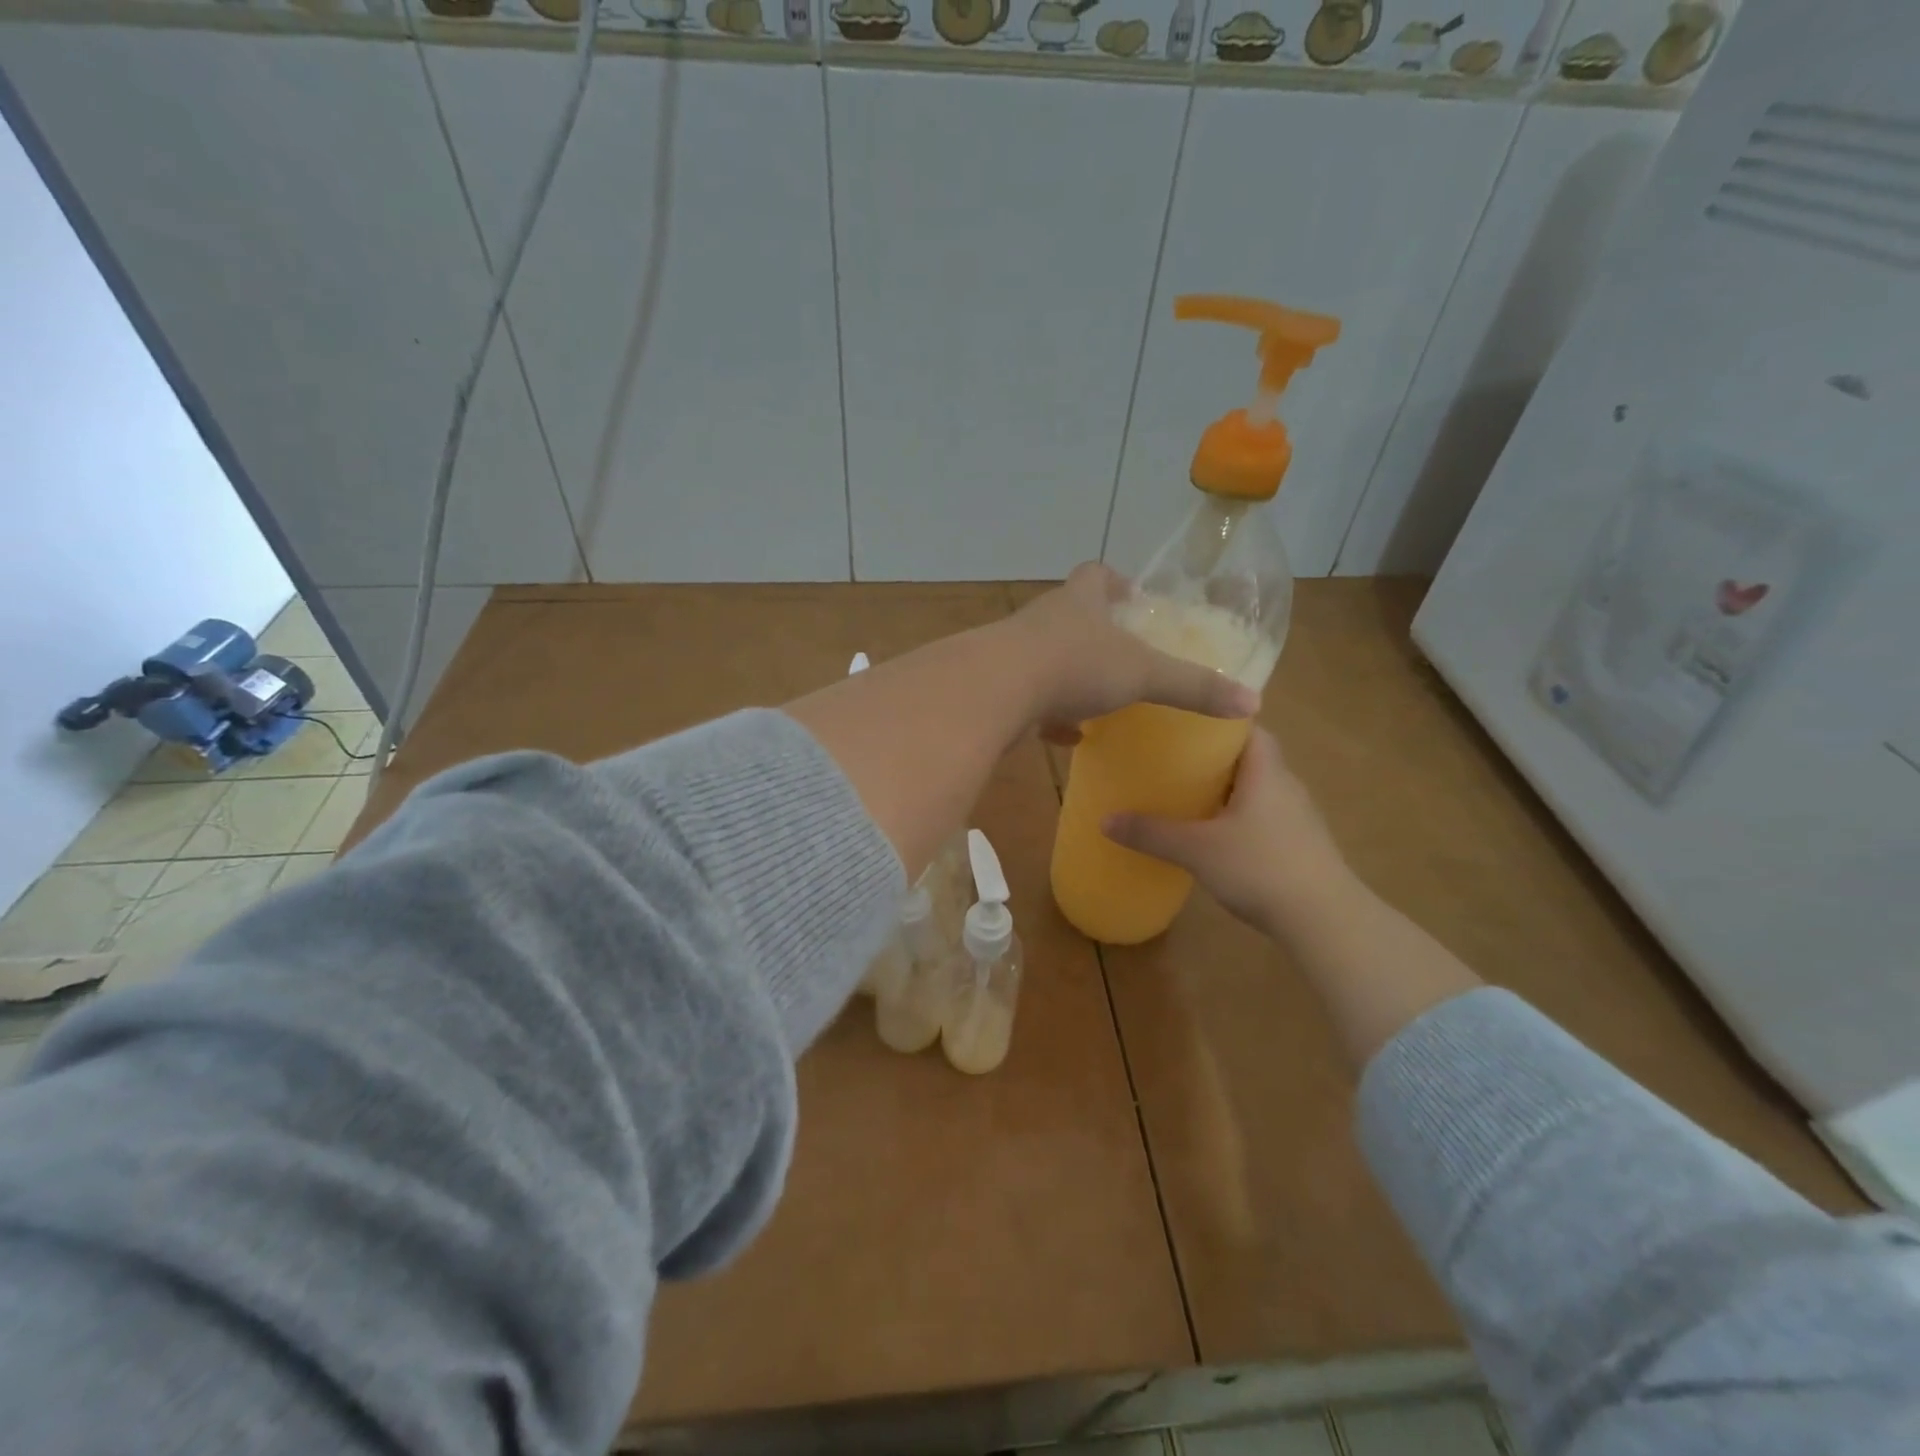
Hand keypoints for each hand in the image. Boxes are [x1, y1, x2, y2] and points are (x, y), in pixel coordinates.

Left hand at [1009, 564, 1257, 744]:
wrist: (993, 690)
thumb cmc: (1074, 666)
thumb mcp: (1143, 674)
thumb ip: (1192, 686)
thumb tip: (1250, 701)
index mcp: (1079, 601)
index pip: (1096, 574)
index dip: (1116, 581)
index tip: (1133, 598)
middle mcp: (1044, 620)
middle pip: (1070, 615)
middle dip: (1095, 633)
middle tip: (1123, 655)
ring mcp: (1015, 653)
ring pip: (1047, 658)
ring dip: (1071, 675)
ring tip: (1098, 698)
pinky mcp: (997, 687)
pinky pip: (1030, 698)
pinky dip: (1050, 715)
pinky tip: (1067, 736)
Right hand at [1103, 728, 1357, 940]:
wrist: (1325, 921)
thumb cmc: (1261, 867)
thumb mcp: (1197, 849)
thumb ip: (1151, 833)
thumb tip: (1105, 819)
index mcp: (1266, 771)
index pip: (1248, 728)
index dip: (1218, 722)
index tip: (1182, 724)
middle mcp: (1286, 786)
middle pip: (1249, 758)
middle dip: (1213, 758)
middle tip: (1171, 760)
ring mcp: (1297, 818)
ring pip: (1256, 790)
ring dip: (1225, 790)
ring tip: (1185, 795)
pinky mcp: (1299, 846)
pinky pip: (1262, 818)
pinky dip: (1237, 818)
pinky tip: (1213, 835)